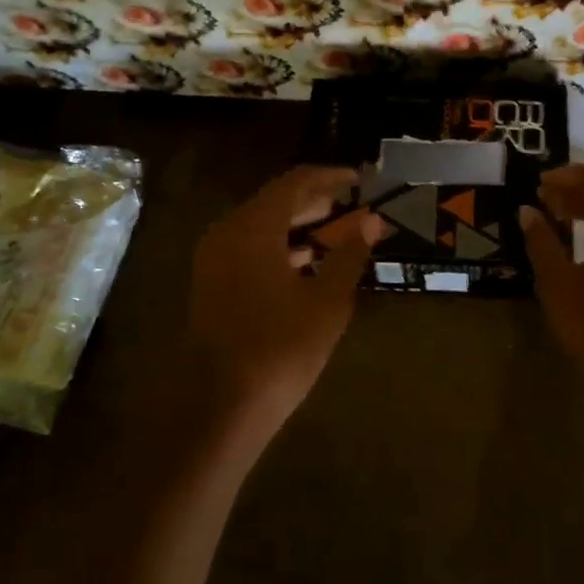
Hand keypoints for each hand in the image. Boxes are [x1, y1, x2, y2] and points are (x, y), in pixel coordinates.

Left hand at [189, 166, 379, 427]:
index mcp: (254, 227)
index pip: (296, 182)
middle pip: (275, 200)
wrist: (220, 406)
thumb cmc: (280, 349)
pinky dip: (279, 244)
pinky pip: (249, 246)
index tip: (361, 180)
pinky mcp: (212, 281)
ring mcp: (214, 257)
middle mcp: (228, 232)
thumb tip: (371, 221)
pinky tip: (306, 261)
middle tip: (353, 204)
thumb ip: (350, 255)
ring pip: (261, 224)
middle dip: (315, 199)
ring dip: (298, 223)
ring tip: (337, 229)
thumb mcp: (327, 302)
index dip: (331, 177)